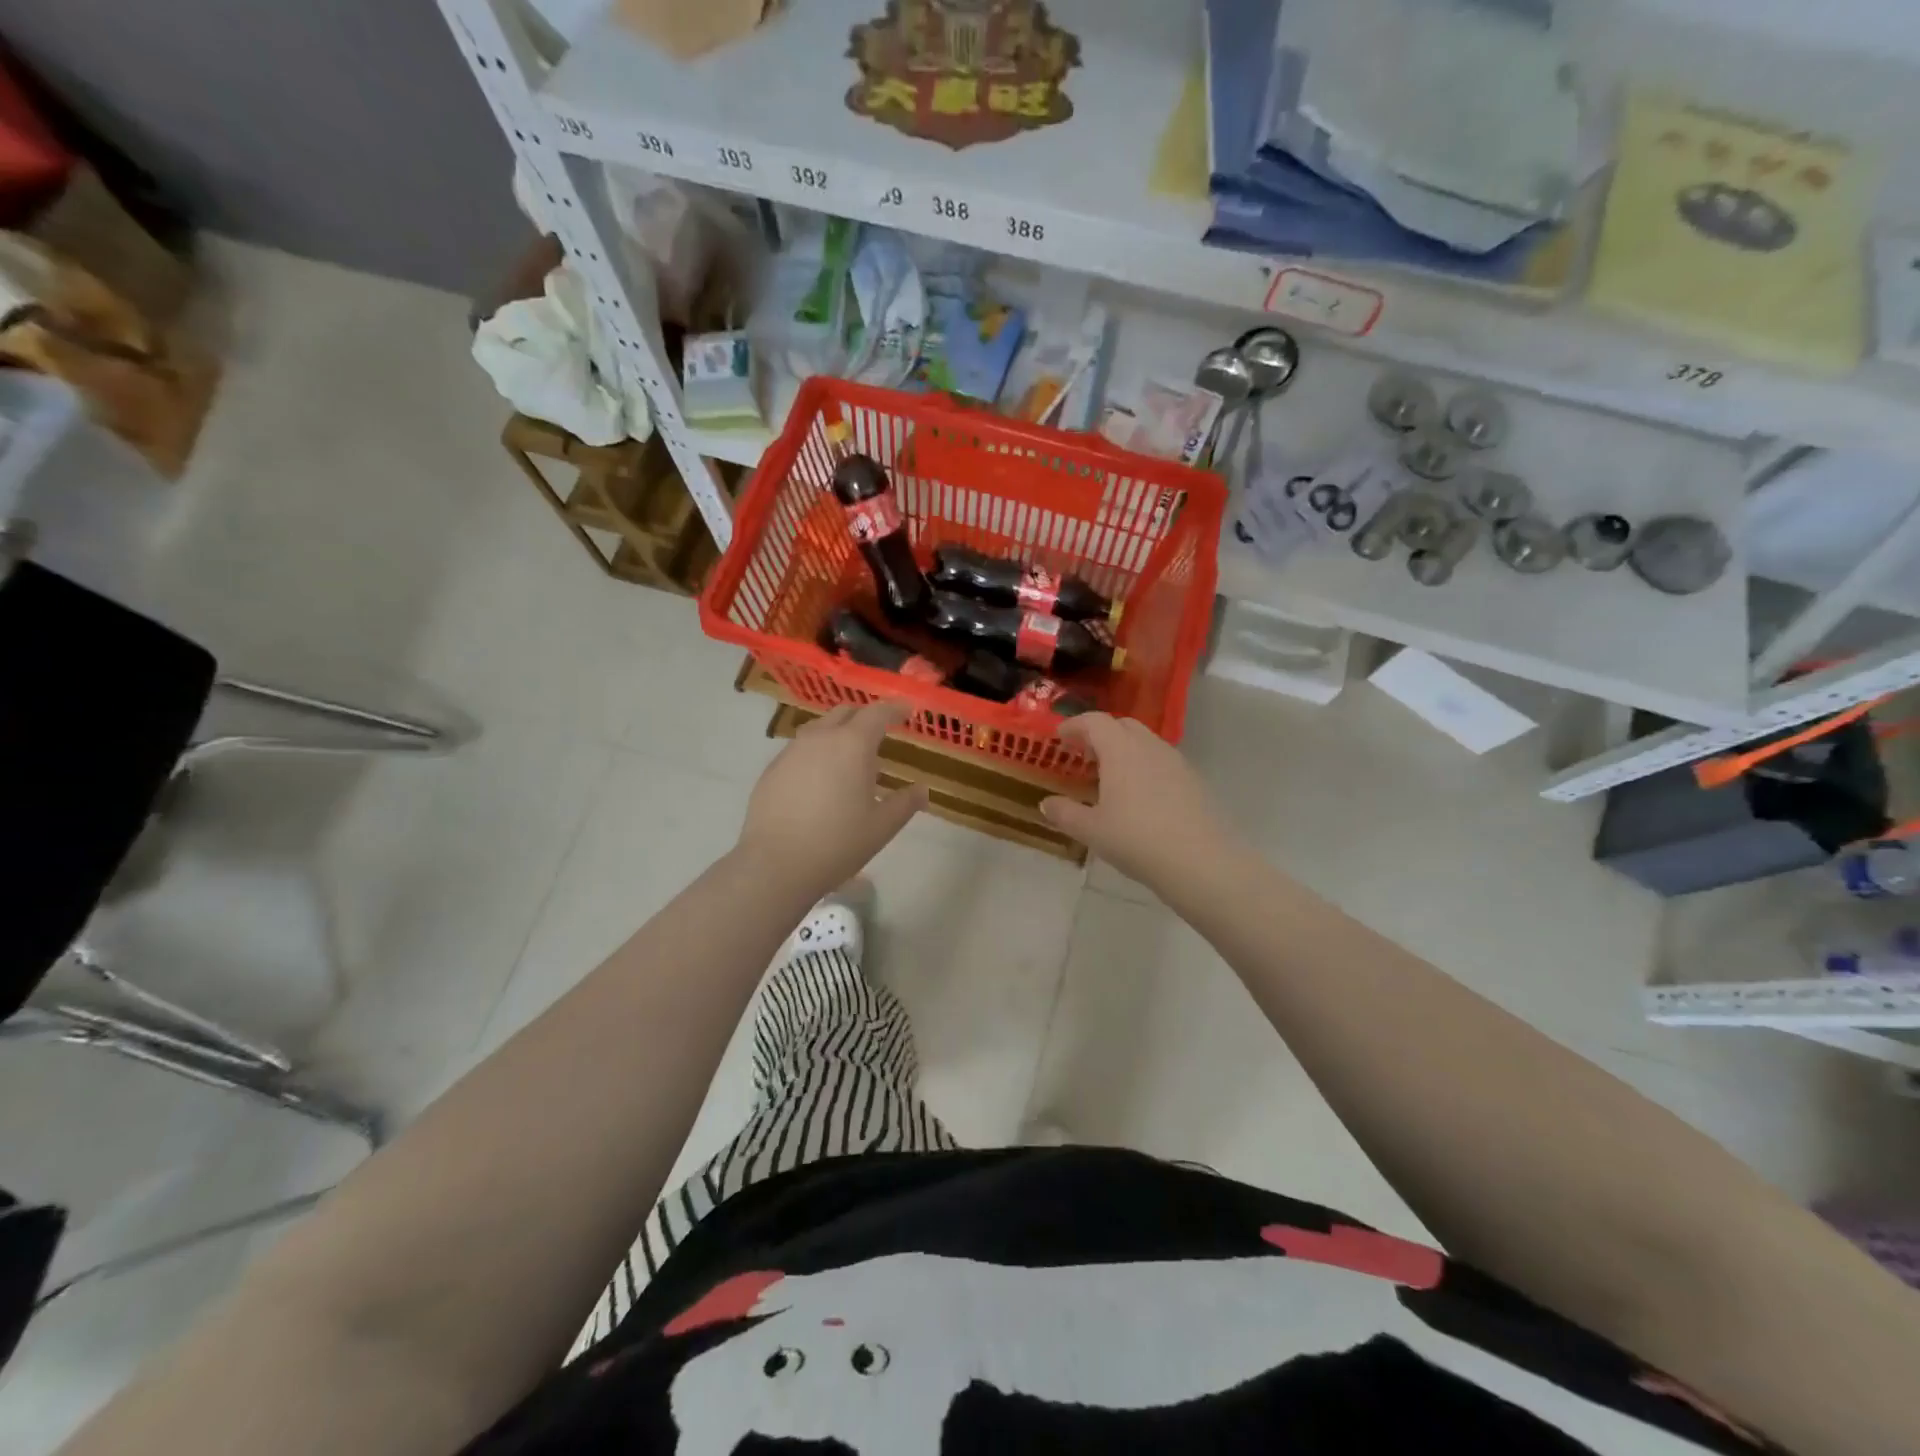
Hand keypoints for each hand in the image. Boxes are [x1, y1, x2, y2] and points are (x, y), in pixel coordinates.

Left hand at [736, 699, 927, 896]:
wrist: (776, 864)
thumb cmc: (837, 843)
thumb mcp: (882, 827)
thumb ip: (905, 803)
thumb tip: (921, 790)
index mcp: (852, 745)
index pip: (877, 713)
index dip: (895, 708)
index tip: (907, 710)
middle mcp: (820, 738)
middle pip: (845, 713)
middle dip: (864, 718)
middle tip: (879, 735)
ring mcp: (791, 752)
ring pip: (819, 730)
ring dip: (838, 735)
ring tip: (849, 762)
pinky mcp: (772, 770)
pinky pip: (800, 751)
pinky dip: (816, 755)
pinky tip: (819, 782)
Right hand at [1040, 713, 1241, 901]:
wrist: (1200, 861)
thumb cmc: (1136, 839)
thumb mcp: (1091, 830)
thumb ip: (1065, 813)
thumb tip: (1046, 804)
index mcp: (1120, 749)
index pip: (1094, 721)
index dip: (1074, 725)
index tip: (1059, 738)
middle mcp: (1149, 746)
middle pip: (1122, 724)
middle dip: (1100, 733)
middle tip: (1084, 755)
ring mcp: (1175, 761)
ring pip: (1145, 742)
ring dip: (1124, 749)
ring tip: (1110, 777)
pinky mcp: (1193, 780)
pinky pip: (1161, 761)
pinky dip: (1144, 766)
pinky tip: (1139, 796)